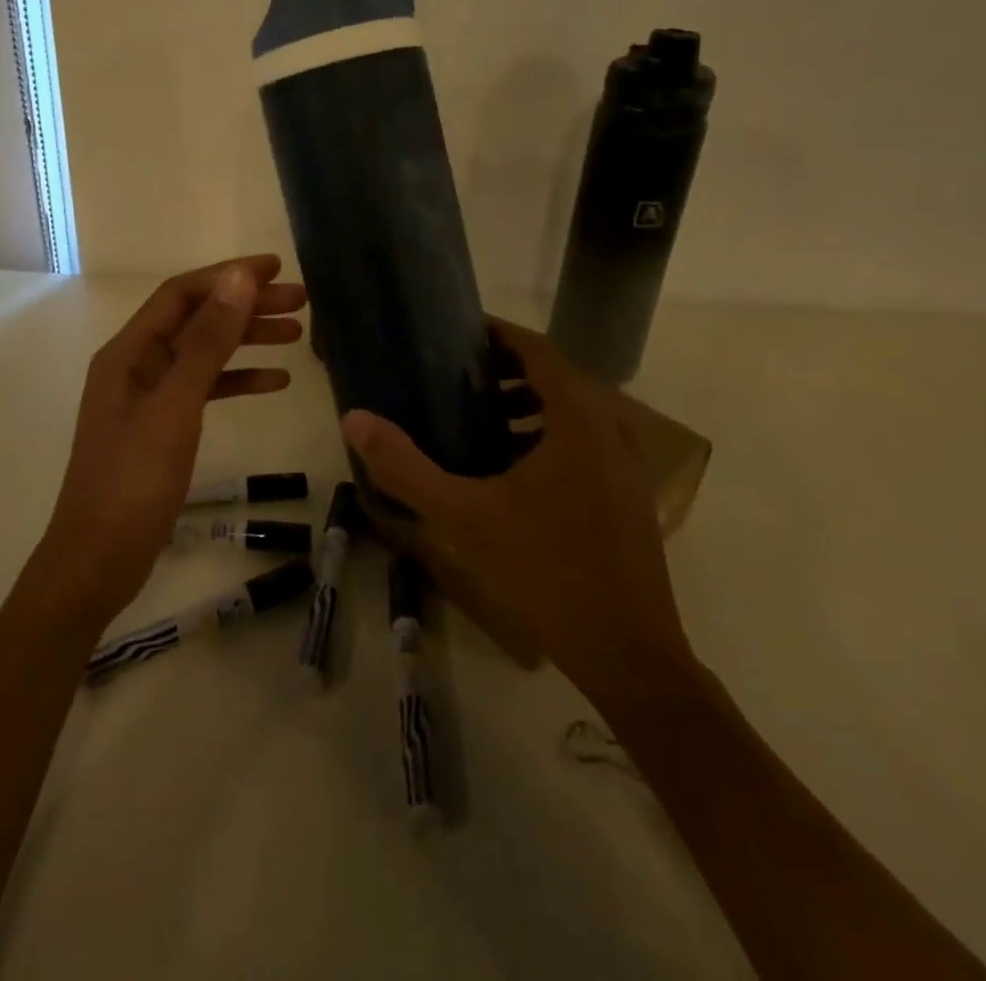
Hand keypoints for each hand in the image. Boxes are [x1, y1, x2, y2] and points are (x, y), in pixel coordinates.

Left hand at [38, 256, 306, 625]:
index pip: (182, 295)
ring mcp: (150, 397)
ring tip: (298, 335)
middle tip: (301, 300)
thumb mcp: (175, 407)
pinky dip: (238, 380)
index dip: (228, 276)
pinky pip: (205, 389)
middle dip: (246, 306)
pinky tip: (275, 382)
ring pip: (206, 354)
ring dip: (248, 340)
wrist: (98, 561)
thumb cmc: (133, 482)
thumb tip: (238, 279)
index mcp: (129, 352)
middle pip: (198, 320)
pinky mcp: (163, 426)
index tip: (276, 270)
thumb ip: (208, 342)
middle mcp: (137, 365)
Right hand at [341, 318, 693, 720]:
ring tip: (479, 418)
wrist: (628, 653)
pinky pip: (587, 441)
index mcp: (579, 418)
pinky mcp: (631, 493)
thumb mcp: (464, 517)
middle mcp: (612, 427)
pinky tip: (513, 469)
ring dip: (529, 403)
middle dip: (507, 369)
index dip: (499, 334)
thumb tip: (354, 420)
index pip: (539, 349)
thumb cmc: (545, 571)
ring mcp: (628, 462)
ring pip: (574, 410)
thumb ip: (406, 467)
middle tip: (457, 375)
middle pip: (557, 375)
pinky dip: (550, 434)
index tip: (459, 331)